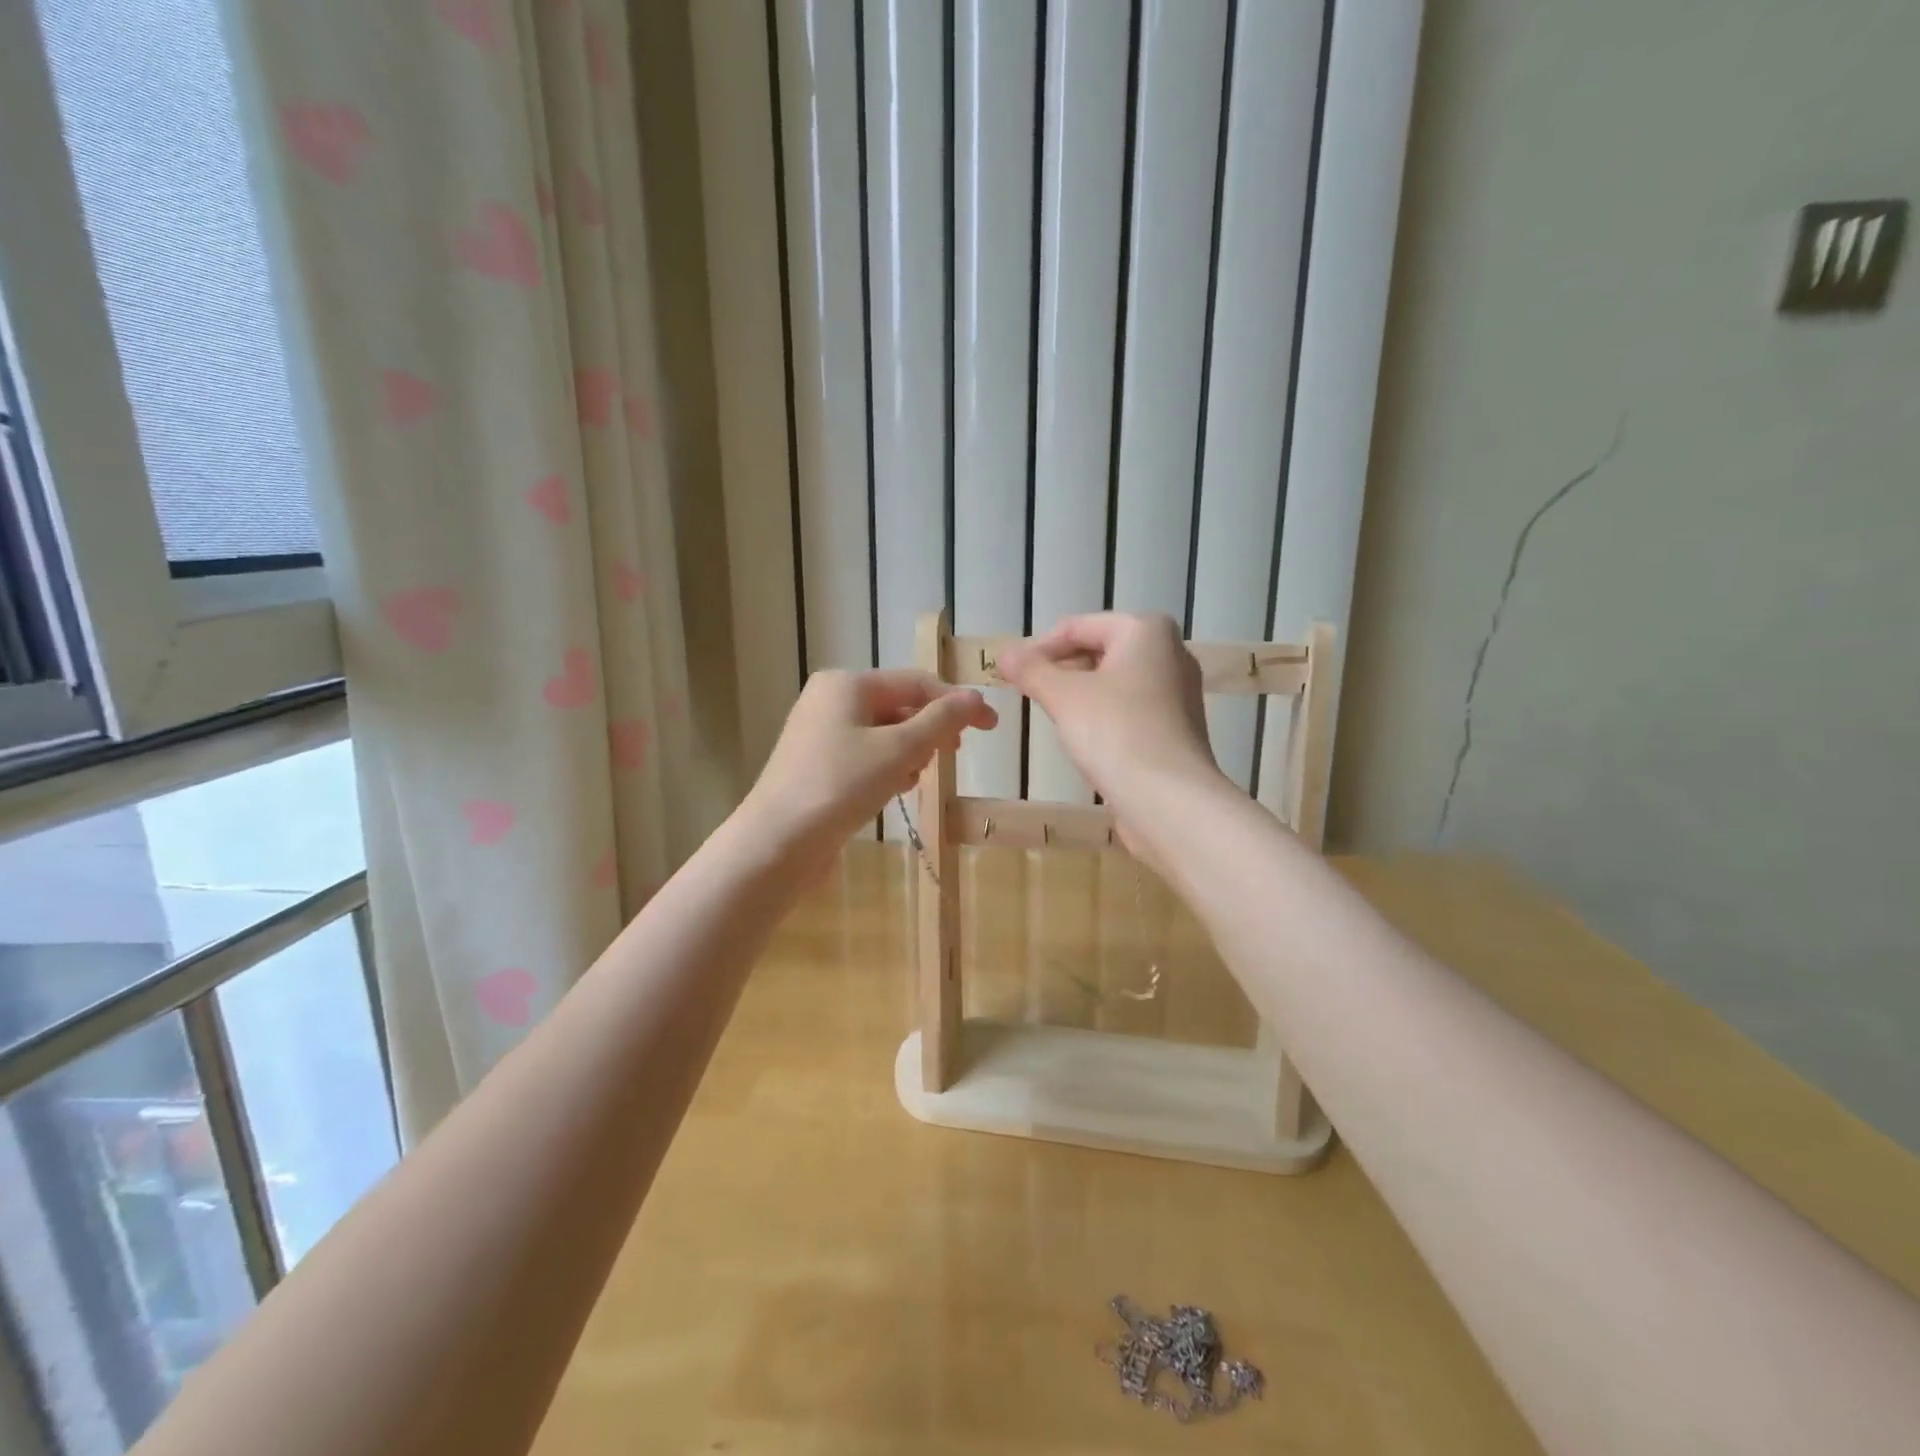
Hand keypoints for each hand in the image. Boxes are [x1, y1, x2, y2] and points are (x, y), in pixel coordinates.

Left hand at [742, 668, 996, 862]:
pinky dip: (886, 768)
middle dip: (930, 730)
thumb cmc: (841, 785)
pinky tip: (893, 790)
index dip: (957, 702)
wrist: (778, 842)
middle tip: (953, 755)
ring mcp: (819, 733)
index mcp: (847, 684)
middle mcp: (830, 700)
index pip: (916, 682)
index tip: (992, 726)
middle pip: (899, 706)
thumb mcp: (899, 749)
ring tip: (915, 778)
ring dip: (909, 752)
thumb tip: (974, 698)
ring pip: (883, 734)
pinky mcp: (817, 765)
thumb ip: (941, 720)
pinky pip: (865, 755)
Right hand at [998, 613, 1223, 816]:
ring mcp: (1178, 692)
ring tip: (1051, 715)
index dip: (1038, 648)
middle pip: (1099, 650)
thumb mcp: (1063, 696)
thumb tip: (1005, 656)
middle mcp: (1170, 652)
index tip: (1010, 674)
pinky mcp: (1177, 727)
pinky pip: (1131, 708)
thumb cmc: (1115, 732)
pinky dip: (1104, 715)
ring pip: (1115, 681)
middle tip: (1028, 693)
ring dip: (1080, 693)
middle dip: (1060, 669)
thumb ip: (1031, 671)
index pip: (1078, 627)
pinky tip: (1084, 739)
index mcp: (1146, 630)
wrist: (1170, 799)